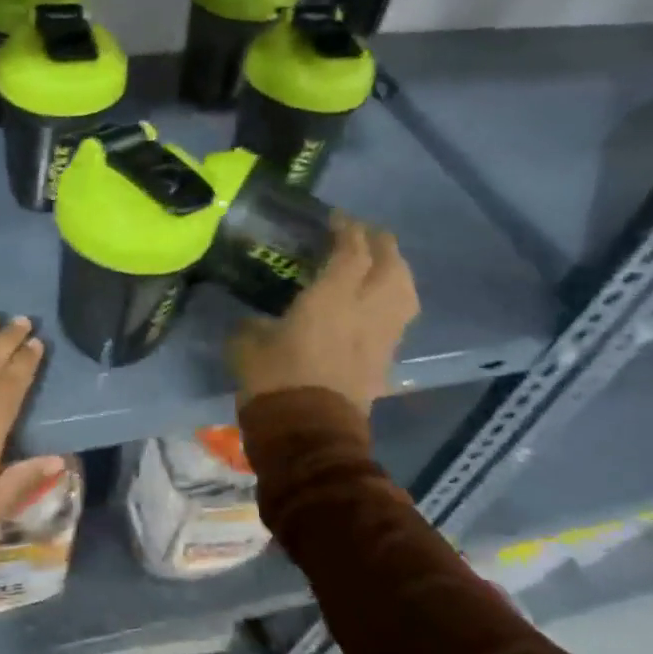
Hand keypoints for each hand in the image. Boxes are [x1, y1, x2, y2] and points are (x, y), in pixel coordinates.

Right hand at [228, 218, 418, 413]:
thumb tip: (255, 321)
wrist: (308, 435)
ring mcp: (381, 338)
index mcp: (333, 298)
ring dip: (397, 271)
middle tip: (364, 235)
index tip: (337, 218)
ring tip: (381, 265)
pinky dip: (392, 303)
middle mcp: (366, 311)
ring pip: (405, 293)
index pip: (352, 251)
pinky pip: (397, 321)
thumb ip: (254, 324)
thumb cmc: (275, 381)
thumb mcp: (247, 344)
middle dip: (381, 243)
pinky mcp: (385, 362)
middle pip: (391, 265)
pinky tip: (375, 306)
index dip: (348, 229)